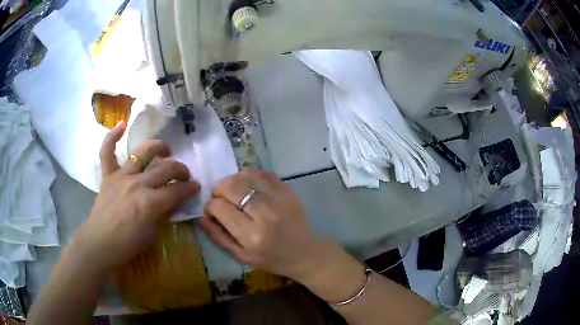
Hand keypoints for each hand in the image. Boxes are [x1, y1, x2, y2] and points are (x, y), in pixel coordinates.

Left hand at [69, 122, 199, 273]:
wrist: (101, 243)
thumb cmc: (128, 244)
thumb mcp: (153, 234)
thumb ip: (165, 213)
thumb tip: (175, 200)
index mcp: (151, 203)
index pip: (177, 190)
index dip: (190, 188)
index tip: (196, 187)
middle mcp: (138, 184)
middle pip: (165, 168)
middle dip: (181, 169)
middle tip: (184, 175)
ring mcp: (121, 176)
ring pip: (143, 152)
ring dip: (158, 147)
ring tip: (165, 151)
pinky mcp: (108, 175)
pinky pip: (107, 152)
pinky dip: (112, 137)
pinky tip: (121, 125)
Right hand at [199, 169, 325, 281]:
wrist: (305, 253)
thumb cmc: (272, 259)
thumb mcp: (242, 256)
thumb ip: (218, 236)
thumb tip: (201, 216)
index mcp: (252, 235)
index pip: (219, 207)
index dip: (210, 207)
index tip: (213, 212)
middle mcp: (265, 213)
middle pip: (230, 186)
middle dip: (219, 190)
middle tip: (221, 199)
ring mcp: (278, 198)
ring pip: (244, 175)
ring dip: (232, 181)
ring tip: (234, 193)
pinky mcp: (287, 190)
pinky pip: (261, 172)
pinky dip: (249, 176)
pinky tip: (249, 187)